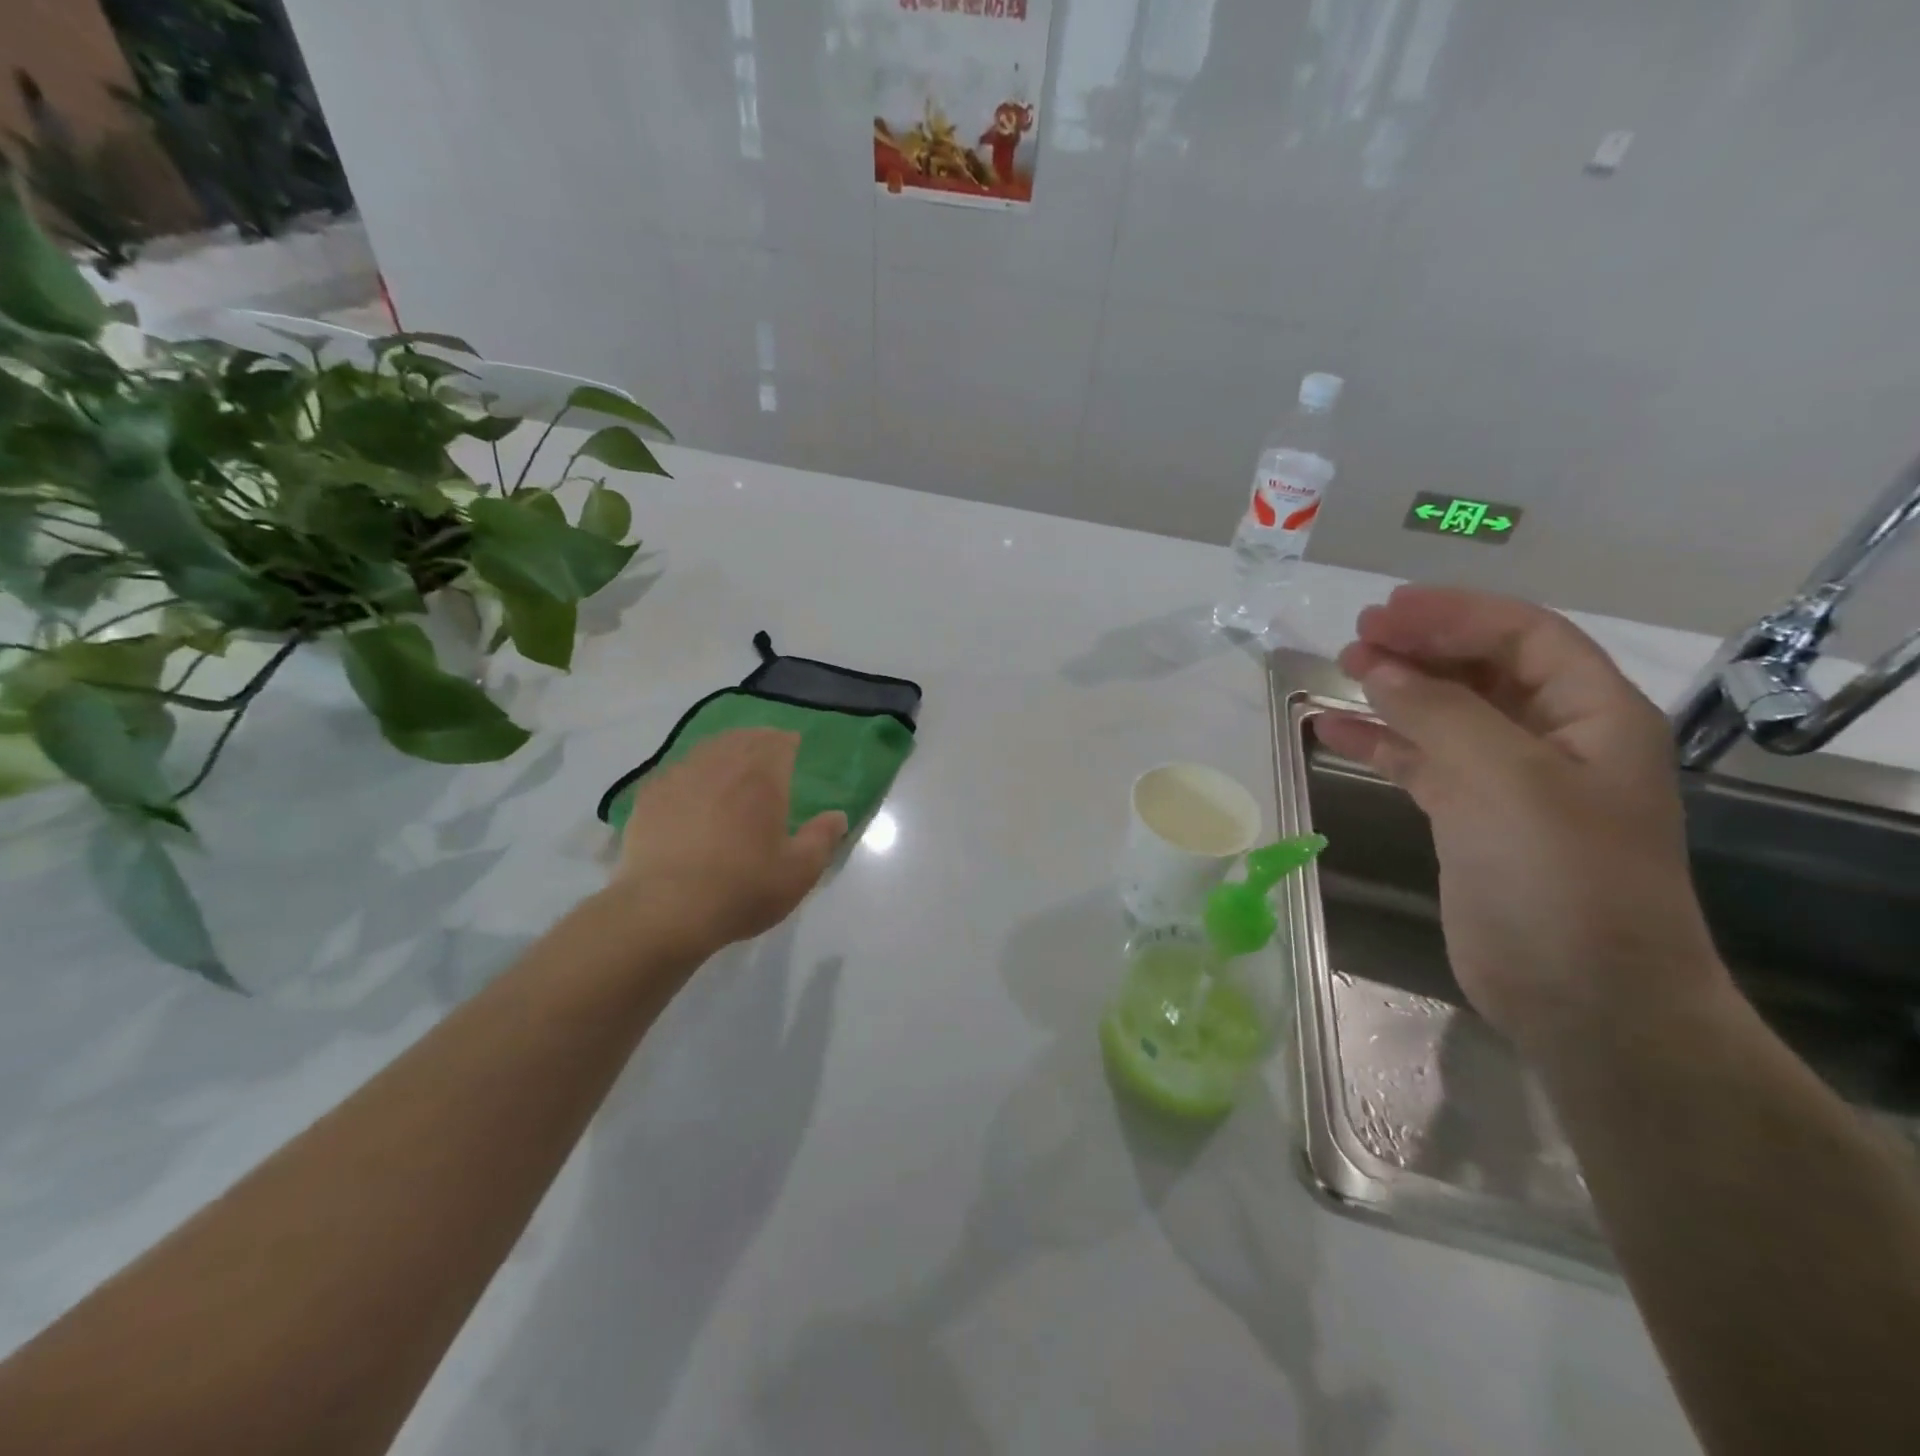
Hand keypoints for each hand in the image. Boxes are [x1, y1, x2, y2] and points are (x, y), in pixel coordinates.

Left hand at [608, 729, 846, 960]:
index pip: (779, 742)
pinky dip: (691, 773)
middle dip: (758, 740)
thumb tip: (837, 816)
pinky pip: (676, 771)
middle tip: (766, 752)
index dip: (788, 742)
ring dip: (723, 752)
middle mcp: (721, 765)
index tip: (794, 748)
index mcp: (762, 776)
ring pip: (707, 749)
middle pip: (743, 738)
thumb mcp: (799, 872)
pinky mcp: (649, 797)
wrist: (664, 910)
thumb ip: (822, 838)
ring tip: (729, 767)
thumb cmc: (742, 888)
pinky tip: (690, 791)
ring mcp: (680, 777)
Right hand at [1314, 586, 1728, 1053]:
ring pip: (1446, 713)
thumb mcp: (1504, 779)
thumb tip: (1379, 665)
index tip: (1387, 611)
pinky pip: (1419, 761)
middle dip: (1422, 646)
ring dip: (1396, 689)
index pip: (1525, 635)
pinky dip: (1379, 741)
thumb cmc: (1559, 877)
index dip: (1457, 613)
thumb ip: (1439, 712)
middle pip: (1483, 668)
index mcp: (1593, 715)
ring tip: (1340, 671)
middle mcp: (1555, 739)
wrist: (1582, 996)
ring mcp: (1510, 781)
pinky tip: (1331, 730)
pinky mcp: (1469, 819)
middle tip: (1357, 637)